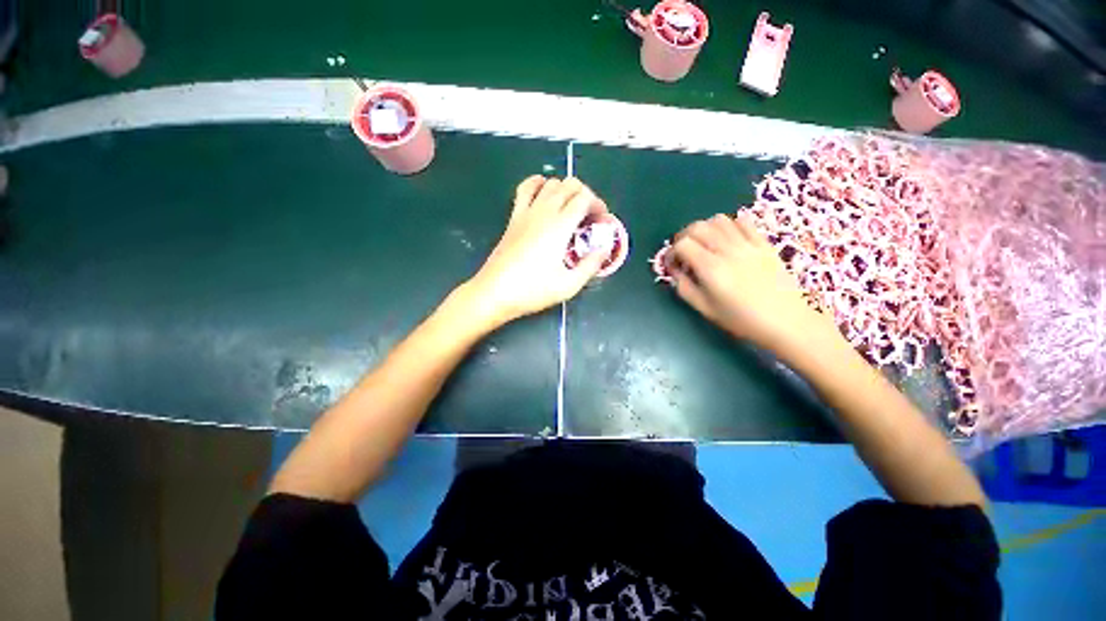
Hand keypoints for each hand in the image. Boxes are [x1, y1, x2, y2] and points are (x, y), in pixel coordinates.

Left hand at [466, 176, 610, 324]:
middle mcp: (544, 212)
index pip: (584, 198)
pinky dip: (538, 183)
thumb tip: (605, 248)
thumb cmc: (532, 290)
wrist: (495, 292)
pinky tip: (543, 193)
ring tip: (570, 208)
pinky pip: (525, 189)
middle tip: (589, 216)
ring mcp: (526, 212)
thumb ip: (591, 265)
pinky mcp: (514, 218)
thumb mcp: (569, 285)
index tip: (601, 220)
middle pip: (569, 185)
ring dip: (565, 189)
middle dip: (585, 195)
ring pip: (550, 182)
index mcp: (560, 226)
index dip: (598, 204)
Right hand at [669, 214, 834, 353]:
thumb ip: (684, 287)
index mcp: (711, 268)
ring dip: (705, 228)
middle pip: (698, 227)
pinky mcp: (764, 243)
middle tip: (684, 251)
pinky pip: (744, 221)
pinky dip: (730, 224)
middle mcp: (727, 250)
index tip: (673, 264)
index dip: (672, 251)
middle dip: (684, 236)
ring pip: (719, 220)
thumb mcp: (705, 309)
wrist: (786, 321)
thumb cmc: (741, 319)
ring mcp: (748, 244)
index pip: (683, 244)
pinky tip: (728, 238)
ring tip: (705, 244)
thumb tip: (675, 271)